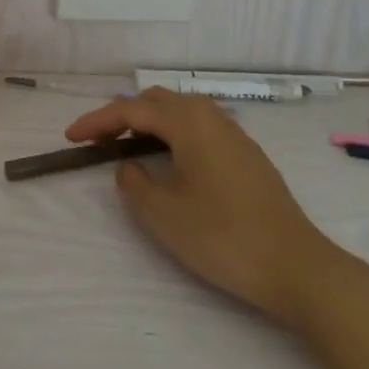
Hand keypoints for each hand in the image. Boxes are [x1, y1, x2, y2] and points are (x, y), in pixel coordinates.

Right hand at [65, 88, 352, 327]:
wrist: (297, 267)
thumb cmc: (224, 237)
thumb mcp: (163, 214)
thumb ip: (134, 183)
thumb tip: (129, 166)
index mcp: (188, 121)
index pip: (131, 110)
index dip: (97, 121)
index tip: (71, 137)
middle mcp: (211, 116)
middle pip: (157, 101)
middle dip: (123, 115)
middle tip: (98, 140)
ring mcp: (234, 135)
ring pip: (181, 112)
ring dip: (150, 122)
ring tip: (129, 146)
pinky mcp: (248, 156)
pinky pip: (199, 128)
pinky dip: (173, 134)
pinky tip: (171, 160)